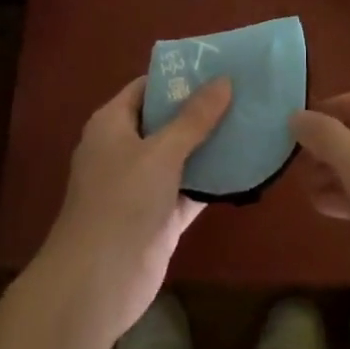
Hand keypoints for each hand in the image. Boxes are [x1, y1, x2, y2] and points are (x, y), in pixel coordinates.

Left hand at [34, 75, 231, 346]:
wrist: (97, 283)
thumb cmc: (122, 202)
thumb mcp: (161, 152)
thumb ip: (194, 118)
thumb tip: (224, 80)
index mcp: (112, 124)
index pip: (147, 88)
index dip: (179, 77)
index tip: (218, 66)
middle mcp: (125, 149)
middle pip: (167, 120)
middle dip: (202, 109)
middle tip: (244, 91)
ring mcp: (143, 186)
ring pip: (182, 156)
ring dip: (211, 144)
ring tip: (252, 121)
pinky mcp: (160, 217)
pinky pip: (190, 189)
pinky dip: (213, 180)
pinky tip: (246, 166)